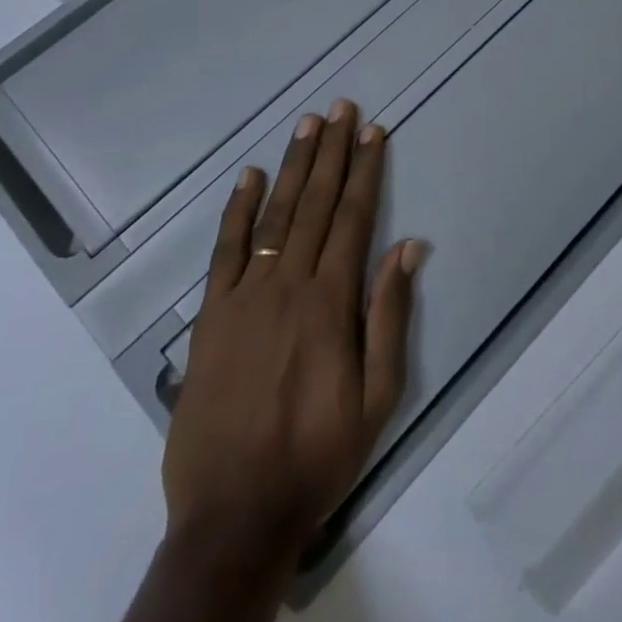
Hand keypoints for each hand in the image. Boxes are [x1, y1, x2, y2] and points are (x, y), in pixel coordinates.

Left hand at [160, 99, 422, 575]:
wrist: (234, 513)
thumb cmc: (318, 454)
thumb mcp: (377, 396)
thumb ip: (390, 315)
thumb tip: (409, 247)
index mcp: (331, 301)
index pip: (355, 217)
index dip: (366, 170)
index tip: (373, 132)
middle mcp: (289, 283)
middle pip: (317, 203)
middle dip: (333, 152)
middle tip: (342, 108)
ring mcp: (245, 294)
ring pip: (276, 214)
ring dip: (295, 165)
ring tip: (309, 125)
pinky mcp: (212, 314)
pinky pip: (226, 248)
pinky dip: (238, 209)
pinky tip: (251, 176)